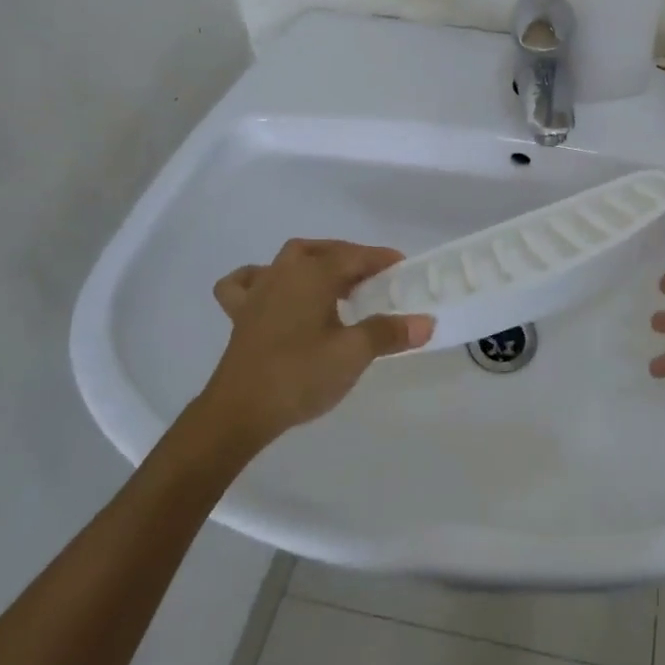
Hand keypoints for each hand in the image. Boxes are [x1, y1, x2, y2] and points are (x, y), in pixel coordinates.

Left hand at [199, 239, 434, 444]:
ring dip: (314, 262)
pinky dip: (260, 278)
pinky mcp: (240, 315)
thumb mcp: (353, 354)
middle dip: (350, 258)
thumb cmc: (299, 376)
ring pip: (289, 260)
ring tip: (333, 282)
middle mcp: (284, 273)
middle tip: (373, 279)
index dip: (381, 259)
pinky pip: (246, 283)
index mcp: (313, 275)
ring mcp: (258, 292)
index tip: (403, 268)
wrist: (239, 412)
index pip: (355, 256)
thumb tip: (426, 322)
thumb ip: (389, 333)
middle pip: (323, 251)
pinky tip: (271, 290)